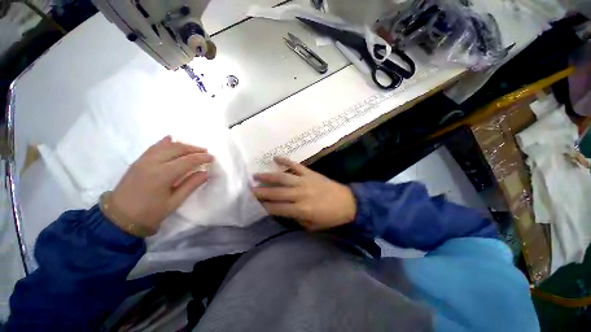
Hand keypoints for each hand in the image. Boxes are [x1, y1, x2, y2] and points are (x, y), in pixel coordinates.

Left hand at [103, 136, 213, 236]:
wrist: (119, 218)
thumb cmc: (150, 213)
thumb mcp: (174, 202)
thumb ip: (191, 185)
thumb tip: (206, 173)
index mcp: (163, 175)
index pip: (187, 160)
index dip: (202, 158)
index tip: (212, 158)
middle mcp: (153, 163)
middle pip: (177, 149)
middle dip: (194, 149)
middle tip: (205, 152)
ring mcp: (143, 160)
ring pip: (166, 146)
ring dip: (182, 145)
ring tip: (193, 148)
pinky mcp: (138, 161)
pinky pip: (153, 147)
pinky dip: (165, 142)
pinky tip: (171, 139)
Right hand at [252, 157, 356, 230]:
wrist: (348, 202)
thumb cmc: (331, 217)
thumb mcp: (313, 226)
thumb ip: (296, 219)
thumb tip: (283, 211)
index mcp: (301, 210)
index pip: (277, 208)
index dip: (264, 206)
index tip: (254, 204)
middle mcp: (300, 194)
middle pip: (276, 192)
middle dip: (261, 191)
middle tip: (249, 189)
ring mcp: (305, 181)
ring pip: (283, 177)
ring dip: (268, 176)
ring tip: (256, 175)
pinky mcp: (310, 173)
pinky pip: (296, 165)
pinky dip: (285, 160)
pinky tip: (276, 157)